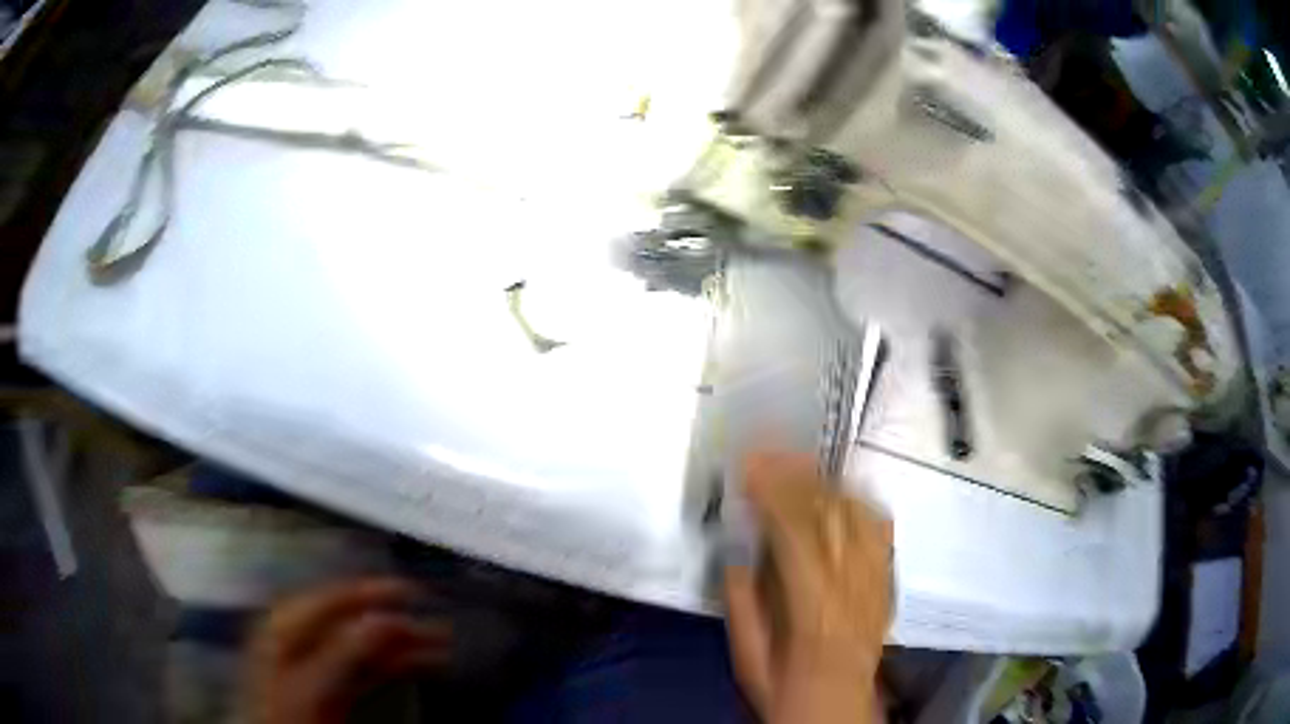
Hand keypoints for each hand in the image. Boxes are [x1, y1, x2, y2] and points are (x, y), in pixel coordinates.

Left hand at [244, 578, 450, 723]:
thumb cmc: (285, 716)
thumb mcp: (313, 685)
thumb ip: (344, 651)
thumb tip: (383, 620)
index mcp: (285, 627)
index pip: (333, 597)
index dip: (372, 591)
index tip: (411, 590)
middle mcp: (300, 638)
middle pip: (353, 620)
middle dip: (395, 621)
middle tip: (435, 624)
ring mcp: (315, 664)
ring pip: (364, 644)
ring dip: (401, 644)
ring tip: (439, 645)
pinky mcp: (330, 687)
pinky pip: (367, 667)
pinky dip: (394, 664)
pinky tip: (418, 664)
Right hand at [724, 451, 892, 723]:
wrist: (834, 703)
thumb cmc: (784, 683)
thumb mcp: (747, 650)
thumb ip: (742, 599)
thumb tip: (740, 552)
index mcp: (814, 605)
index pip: (796, 531)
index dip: (773, 491)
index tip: (749, 464)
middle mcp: (853, 584)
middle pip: (831, 514)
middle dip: (797, 475)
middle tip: (770, 450)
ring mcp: (877, 578)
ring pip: (859, 514)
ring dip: (827, 481)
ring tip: (801, 462)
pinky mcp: (887, 578)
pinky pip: (881, 528)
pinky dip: (860, 502)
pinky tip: (843, 491)